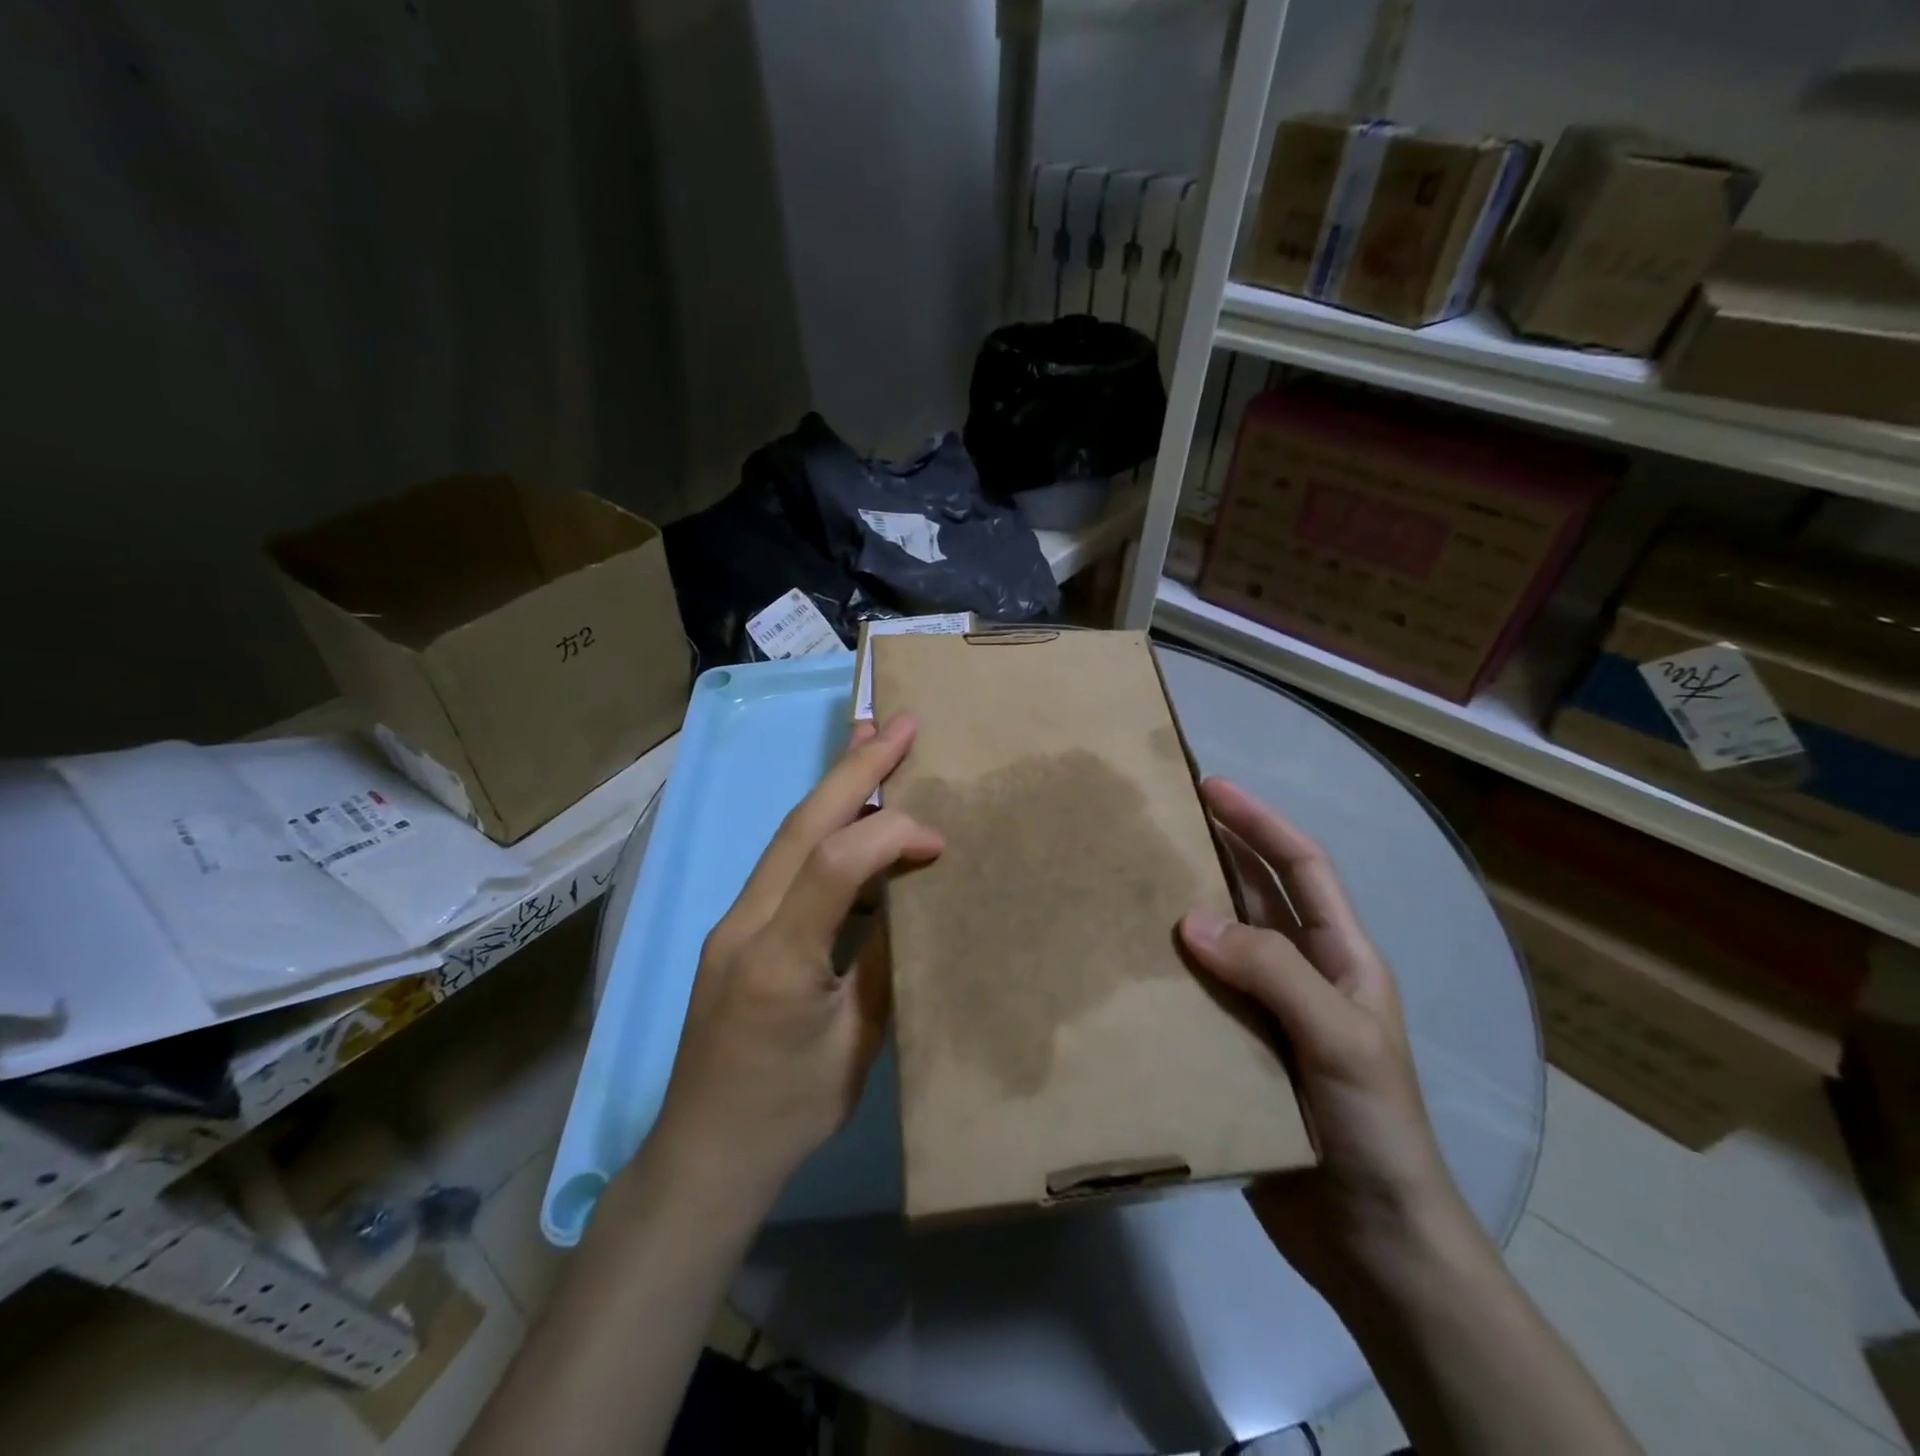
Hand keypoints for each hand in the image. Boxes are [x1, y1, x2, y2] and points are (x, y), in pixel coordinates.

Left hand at [643, 715, 943, 1209]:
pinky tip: (848, 818)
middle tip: (898, 723)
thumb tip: (911, 898)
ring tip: (873, 744)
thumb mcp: (856, 1047)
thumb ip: (883, 963)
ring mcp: (731, 923)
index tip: (938, 840)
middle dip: (854, 767)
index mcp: (777, 958)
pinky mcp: (734, 932)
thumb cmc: (788, 1114)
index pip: (835, 865)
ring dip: (833, 789)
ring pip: (787, 837)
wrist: (702, 1156)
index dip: (891, 835)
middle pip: (801, 826)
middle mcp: (743, 923)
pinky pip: (783, 865)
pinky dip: (821, 830)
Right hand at [1179, 778, 1465, 1291]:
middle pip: (1255, 895)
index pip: (1301, 867)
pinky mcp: (1235, 1051)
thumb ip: (1272, 972)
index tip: (1211, 787)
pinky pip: (1197, 994)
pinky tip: (1129, 966)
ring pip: (1220, 943)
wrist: (1371, 1244)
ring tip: (1130, 882)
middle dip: (1215, 851)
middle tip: (1157, 823)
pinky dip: (1168, 973)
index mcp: (1341, 957)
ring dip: (1184, 911)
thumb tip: (1189, 921)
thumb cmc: (1374, 1129)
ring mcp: (1267, 1014)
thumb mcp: (1340, 1038)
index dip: (1260, 822)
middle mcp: (1302, 975)